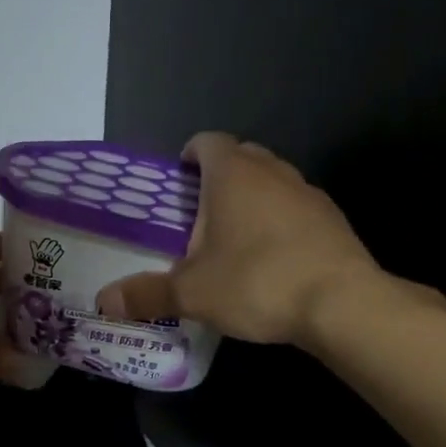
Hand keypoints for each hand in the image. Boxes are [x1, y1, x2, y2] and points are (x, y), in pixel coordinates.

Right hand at [97, 133, 404, 347]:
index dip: (188, 156)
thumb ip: (147, 294)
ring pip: (271, 182)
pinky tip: (270, 261)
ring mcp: (308, 193)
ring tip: (232, 240)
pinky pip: (295, 209)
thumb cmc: (257, 283)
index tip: (178, 181)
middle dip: (218, 178)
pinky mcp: (332, 220)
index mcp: (233, 175)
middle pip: (241, 157)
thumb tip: (104, 303)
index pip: (207, 142)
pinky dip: (278, 223)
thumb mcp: (192, 294)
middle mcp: (273, 172)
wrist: (341, 304)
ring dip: (250, 200)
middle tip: (197, 216)